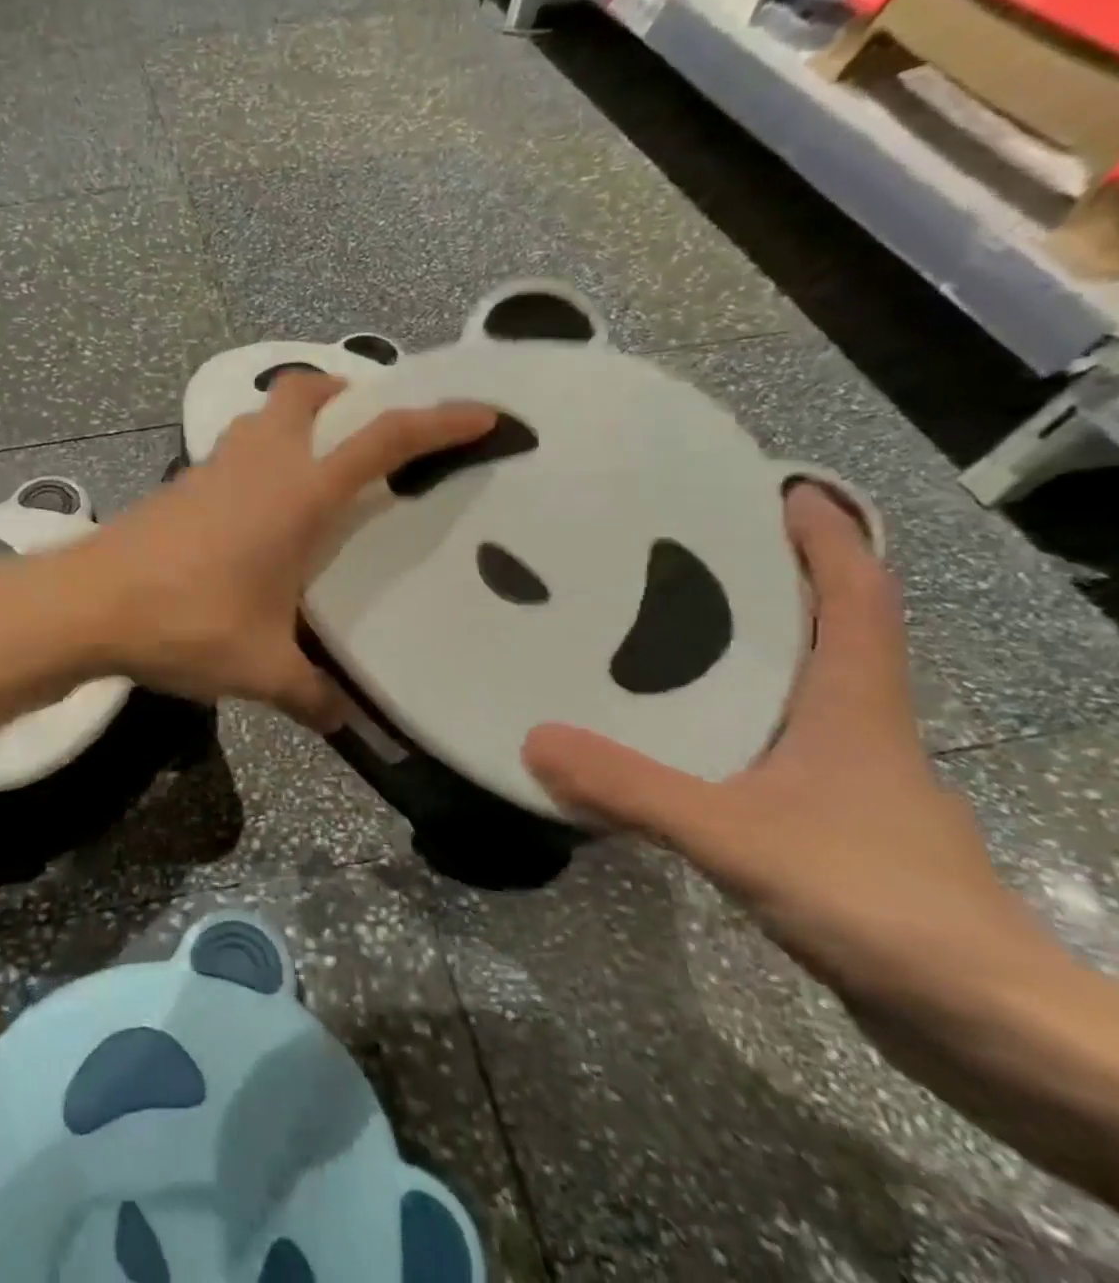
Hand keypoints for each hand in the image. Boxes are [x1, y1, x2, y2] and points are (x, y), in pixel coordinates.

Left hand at [72, 373, 496, 729]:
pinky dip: (260, 454)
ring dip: (298, 420)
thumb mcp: (260, 668)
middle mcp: (260, 463)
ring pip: (264, 415)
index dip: (438, 421)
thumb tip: (344, 720)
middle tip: (371, 428)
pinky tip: (259, 507)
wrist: (89, 604)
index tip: (481, 412)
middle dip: (347, 392)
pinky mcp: (180, 483)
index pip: (383, 440)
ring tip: (319, 465)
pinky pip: (235, 448)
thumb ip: (311, 694)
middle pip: (307, 391)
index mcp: (298, 493)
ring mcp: (213, 466)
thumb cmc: (186, 622)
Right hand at [522, 485, 1053, 1015]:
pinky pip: (762, 744)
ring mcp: (846, 779)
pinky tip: (663, 733)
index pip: (855, 595)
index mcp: (855, 705)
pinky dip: (720, 720)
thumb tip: (533, 740)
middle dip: (764, 580)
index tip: (777, 486)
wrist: (983, 1028)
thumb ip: (634, 788)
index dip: (826, 534)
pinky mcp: (827, 824)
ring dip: (736, 652)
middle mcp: (855, 727)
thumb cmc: (880, 903)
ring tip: (649, 629)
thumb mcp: (739, 837)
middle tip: (677, 550)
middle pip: (820, 630)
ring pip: (788, 690)